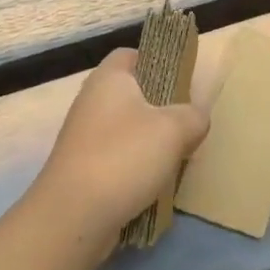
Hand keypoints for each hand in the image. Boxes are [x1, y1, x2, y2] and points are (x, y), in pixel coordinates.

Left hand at [31, 49, 208, 253]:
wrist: (74, 216)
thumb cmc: (124, 157)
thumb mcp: (174, 129)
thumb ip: (193, 117)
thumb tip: (196, 118)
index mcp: (108, 79)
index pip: (130, 54)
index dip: (156, 61)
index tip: (181, 81)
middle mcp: (91, 102)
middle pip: (131, 94)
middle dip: (160, 108)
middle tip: (187, 123)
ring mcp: (83, 137)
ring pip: (126, 129)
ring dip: (150, 142)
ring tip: (177, 157)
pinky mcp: (82, 169)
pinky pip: (117, 158)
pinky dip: (135, 168)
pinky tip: (155, 184)